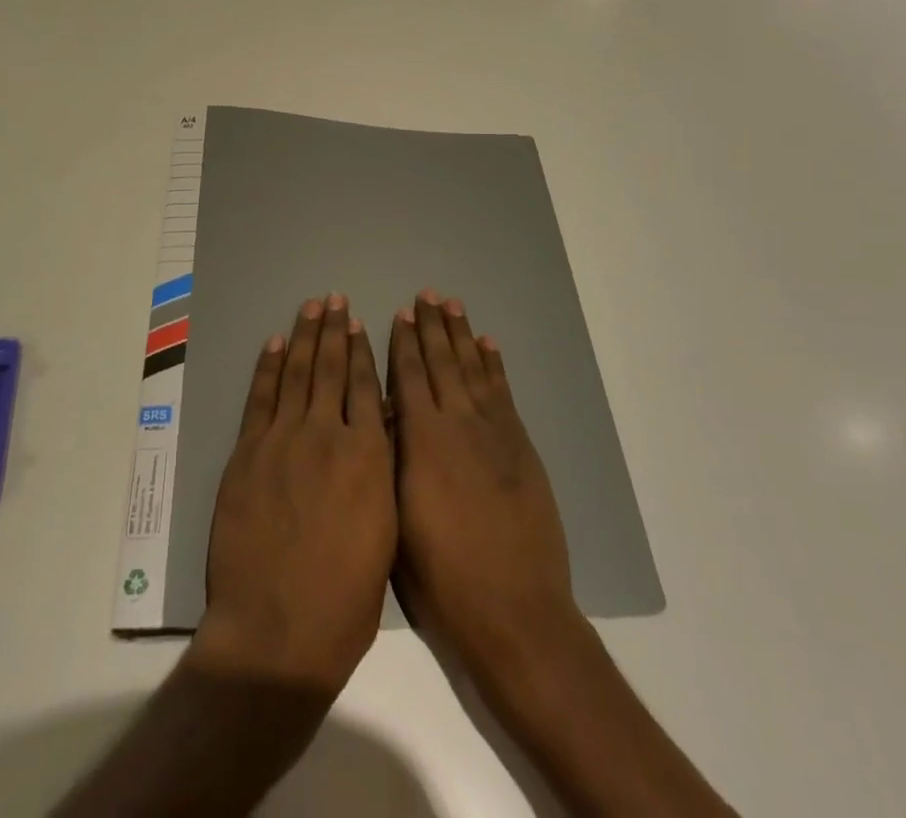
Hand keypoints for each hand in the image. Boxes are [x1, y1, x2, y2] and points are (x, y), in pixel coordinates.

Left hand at [194, 293, 395, 698]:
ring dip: (304, 337)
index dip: (363, 352)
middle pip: (331, 369)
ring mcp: (283, 440)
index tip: (361, 323)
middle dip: (334, 331)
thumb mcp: (385, 530)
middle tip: (335, 299)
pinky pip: (261, 399)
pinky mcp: (248, 453)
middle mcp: (327, 435)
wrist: (278, 630)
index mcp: (367, 456)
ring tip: (311, 307)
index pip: (365, 387)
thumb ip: (382, 470)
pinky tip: (275, 345)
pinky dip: (268, 368)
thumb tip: (381, 425)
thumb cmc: (345, 598)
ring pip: (297, 374)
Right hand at [387, 290, 578, 688]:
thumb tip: (385, 416)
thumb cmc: (442, 578)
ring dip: (461, 335)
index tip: (399, 314)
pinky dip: (494, 365)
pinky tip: (487, 344)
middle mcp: (457, 424)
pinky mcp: (520, 446)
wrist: (514, 610)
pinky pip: (502, 392)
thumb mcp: (396, 519)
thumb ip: (391, 459)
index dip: (404, 343)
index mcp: (422, 441)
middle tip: (425, 295)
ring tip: (452, 305)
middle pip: (442, 362)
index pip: (409, 376)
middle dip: (431, 327)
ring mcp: (493, 432)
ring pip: (472, 369)